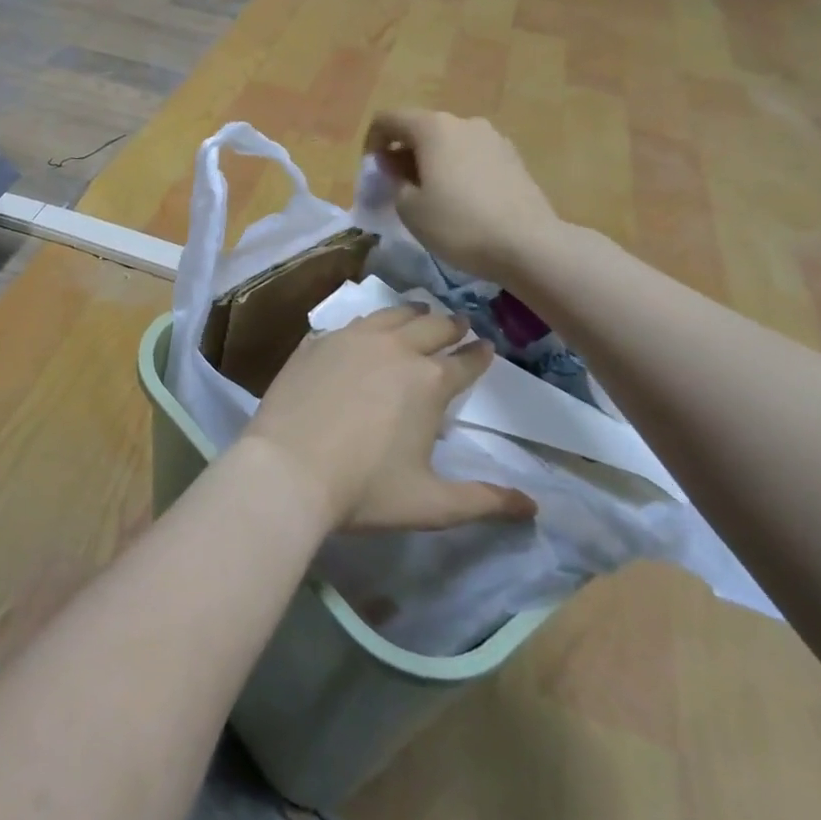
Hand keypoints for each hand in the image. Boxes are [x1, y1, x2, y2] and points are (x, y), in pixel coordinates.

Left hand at [231, 307, 537, 534]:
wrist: (286, 469)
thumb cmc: (363, 490)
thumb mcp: (431, 504)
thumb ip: (484, 501)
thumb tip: (534, 507)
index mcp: (429, 381)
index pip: (466, 361)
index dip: (480, 355)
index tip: (487, 347)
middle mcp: (394, 349)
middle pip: (431, 326)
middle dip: (451, 325)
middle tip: (459, 324)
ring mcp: (349, 340)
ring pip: (389, 315)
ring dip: (411, 314)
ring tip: (418, 313)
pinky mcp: (314, 343)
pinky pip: (348, 324)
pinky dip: (366, 324)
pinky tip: (363, 330)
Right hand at [364, 110, 563, 283]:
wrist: (528, 244)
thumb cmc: (457, 224)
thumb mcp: (409, 208)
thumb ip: (393, 180)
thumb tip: (393, 166)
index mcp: (432, 128)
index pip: (388, 119)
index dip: (372, 142)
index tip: (372, 172)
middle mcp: (463, 122)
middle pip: (421, 128)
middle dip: (402, 152)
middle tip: (396, 186)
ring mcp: (493, 138)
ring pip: (449, 142)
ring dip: (431, 161)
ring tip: (429, 195)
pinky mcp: (513, 157)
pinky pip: (472, 155)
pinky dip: (456, 169)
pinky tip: (460, 200)